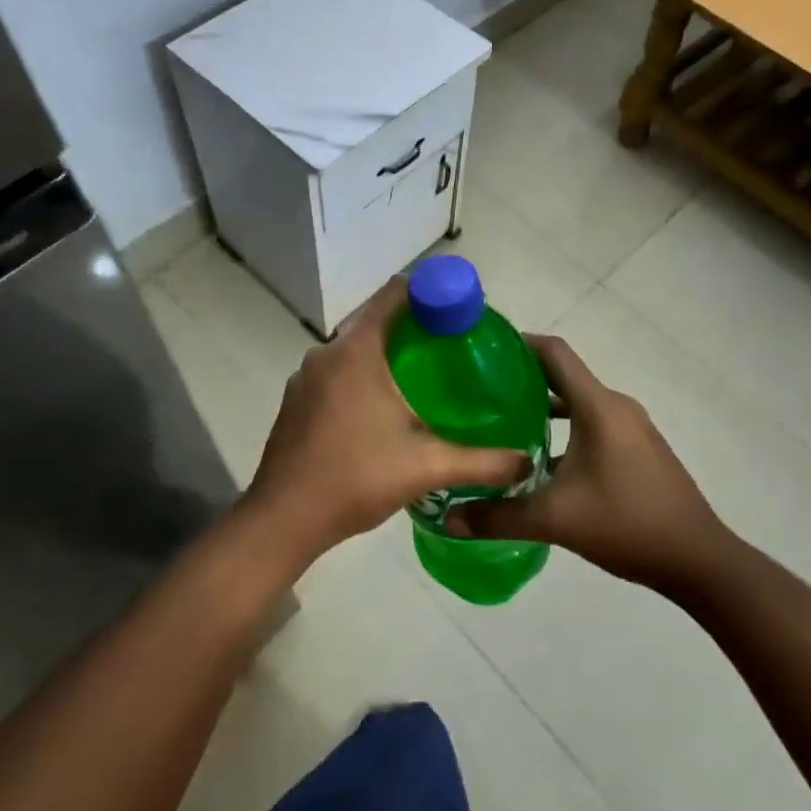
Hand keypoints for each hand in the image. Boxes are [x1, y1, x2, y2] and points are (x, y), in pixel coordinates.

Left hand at [244, 277, 526, 564]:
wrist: (283, 518)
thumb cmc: (356, 478)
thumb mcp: (426, 467)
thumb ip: (481, 462)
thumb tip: (526, 462)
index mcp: (357, 351)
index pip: (394, 295)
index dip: (428, 291)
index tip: (457, 307)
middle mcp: (326, 353)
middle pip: (374, 320)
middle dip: (411, 326)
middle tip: (450, 345)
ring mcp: (305, 377)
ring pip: (352, 349)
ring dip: (384, 353)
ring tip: (422, 376)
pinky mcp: (295, 400)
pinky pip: (335, 372)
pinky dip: (360, 375)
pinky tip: (381, 407)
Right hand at [445, 334, 728, 593]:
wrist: (699, 561)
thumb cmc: (627, 524)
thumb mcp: (555, 521)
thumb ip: (498, 517)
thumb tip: (447, 519)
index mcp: (598, 407)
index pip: (554, 353)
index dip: (519, 343)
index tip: (483, 350)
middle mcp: (615, 407)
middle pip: (563, 375)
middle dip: (522, 379)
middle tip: (480, 392)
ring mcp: (631, 428)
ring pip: (578, 403)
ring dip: (543, 407)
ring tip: (502, 423)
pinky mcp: (638, 449)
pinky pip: (593, 424)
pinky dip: (565, 429)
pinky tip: (540, 460)